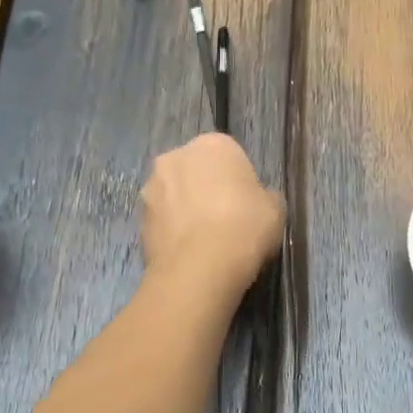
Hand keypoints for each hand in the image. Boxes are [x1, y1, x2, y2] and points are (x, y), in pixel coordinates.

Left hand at [139, 134, 283, 293]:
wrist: (199, 268)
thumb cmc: (244, 227)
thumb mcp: (275, 209)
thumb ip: (264, 196)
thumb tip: (256, 200)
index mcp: (212, 144)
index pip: (229, 155)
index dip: (239, 180)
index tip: (247, 205)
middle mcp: (175, 156)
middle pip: (195, 170)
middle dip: (206, 189)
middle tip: (225, 220)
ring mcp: (151, 187)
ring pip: (174, 194)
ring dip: (185, 209)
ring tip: (204, 241)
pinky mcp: (138, 219)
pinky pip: (162, 220)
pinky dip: (173, 231)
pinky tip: (188, 253)